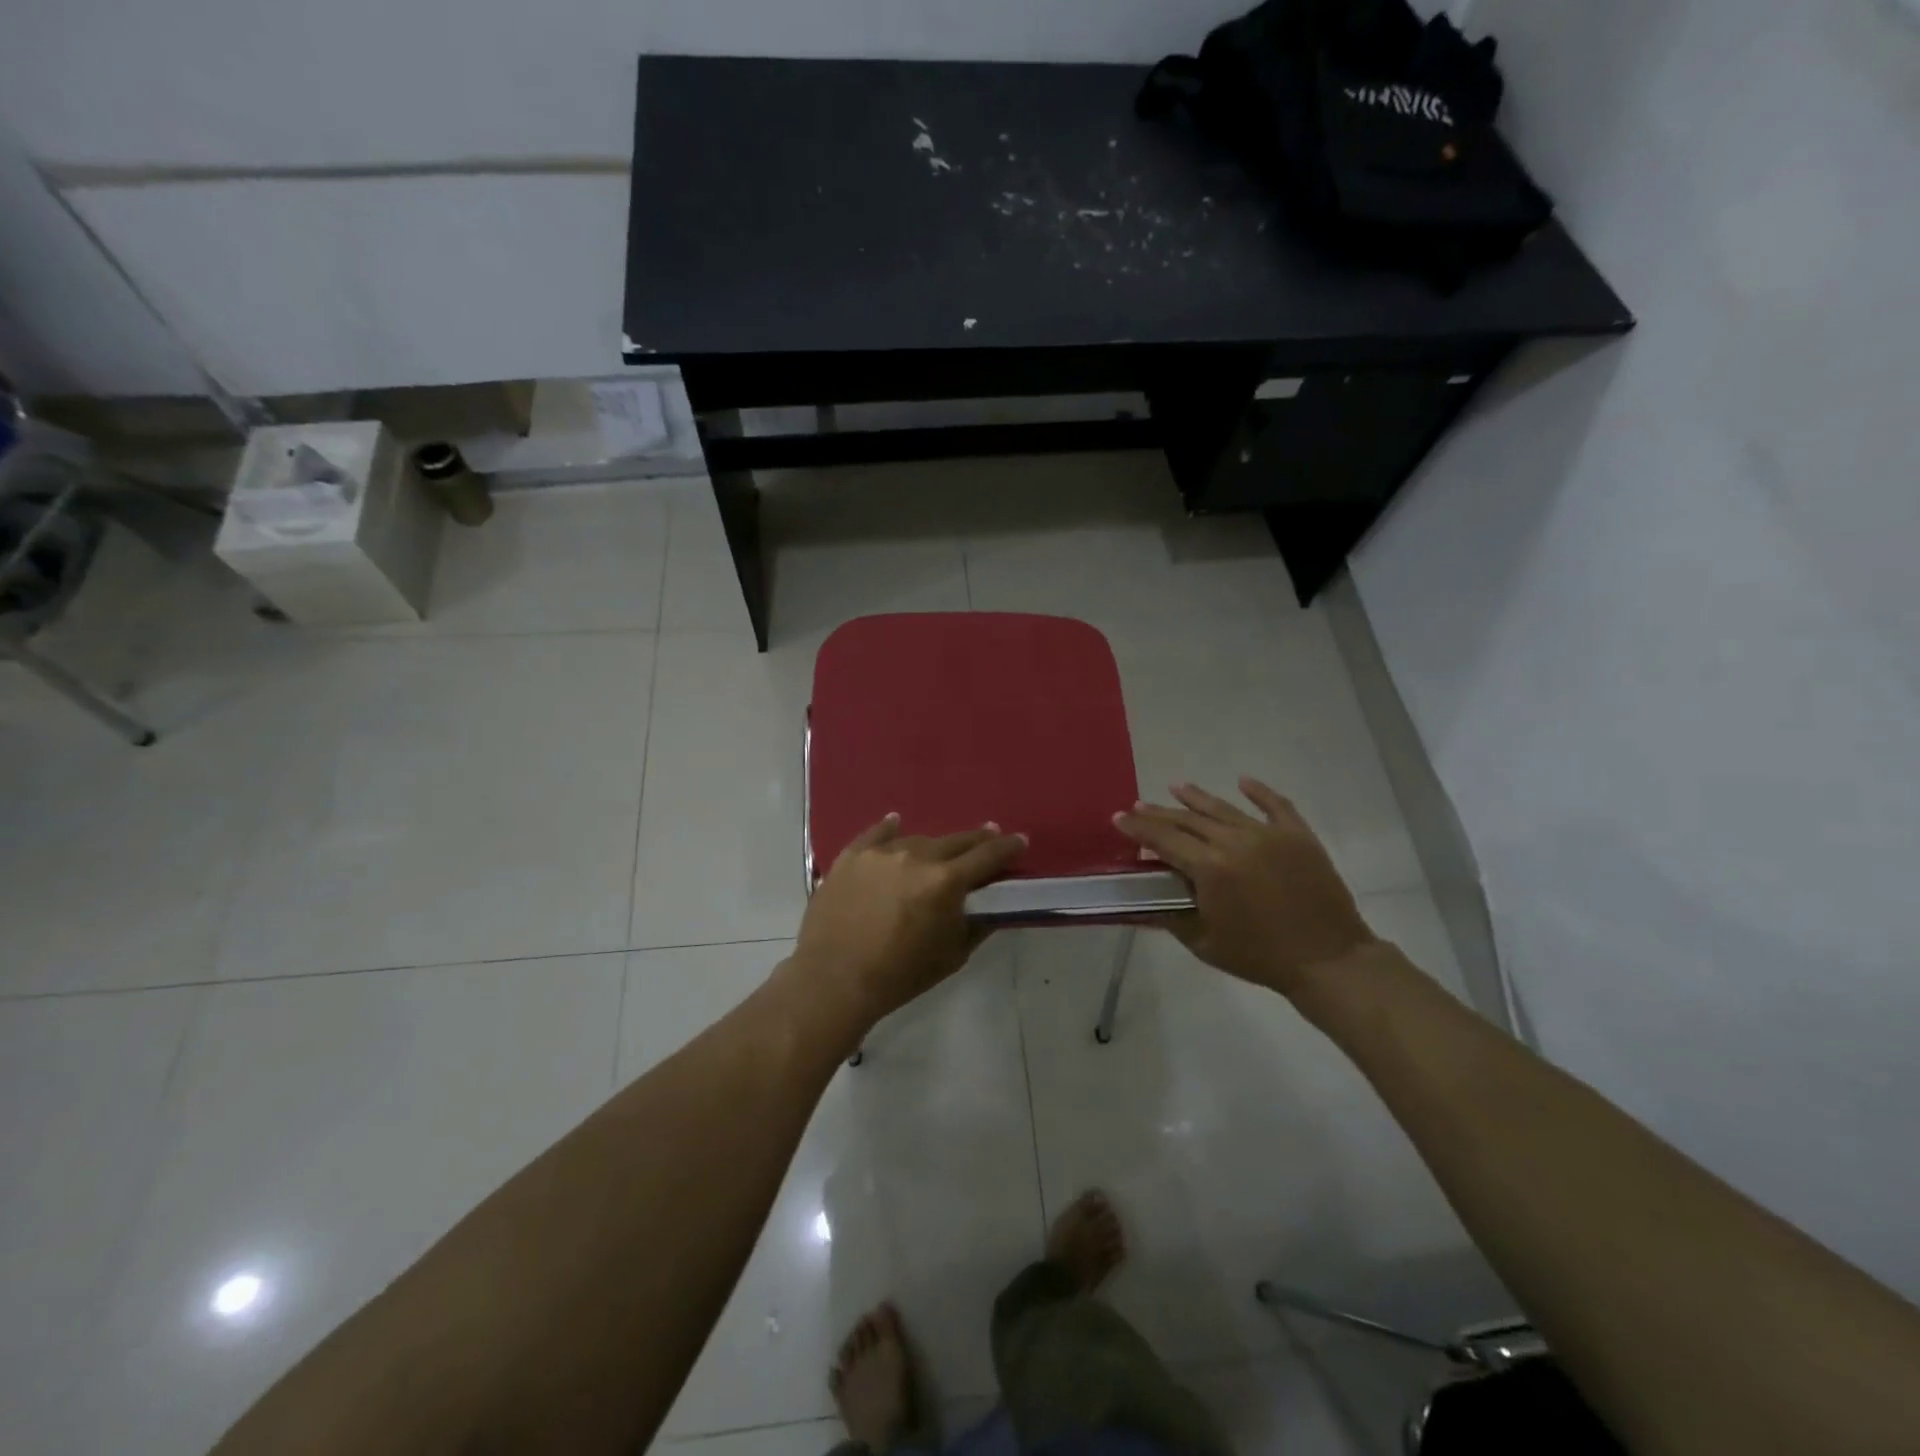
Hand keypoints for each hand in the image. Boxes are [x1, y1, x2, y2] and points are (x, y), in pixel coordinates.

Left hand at [787, 816, 1027, 1027]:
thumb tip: (992, 906)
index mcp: (946, 881)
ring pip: (917, 840)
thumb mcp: (952, 956)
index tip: (1020, 841)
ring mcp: (880, 852)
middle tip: (988, 839)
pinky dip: (889, 829)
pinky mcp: (851, 855)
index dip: (1007, 848)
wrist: (834, 979)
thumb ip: (977, 924)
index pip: (987, 856)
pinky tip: (896, 822)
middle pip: (955, 841)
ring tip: (939, 852)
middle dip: (976, 841)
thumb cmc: (900, 974)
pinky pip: (876, 834)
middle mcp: (916, 856)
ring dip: (933, 846)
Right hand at [1114, 779, 1377, 1000]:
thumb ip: (1173, 915)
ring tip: (1177, 786)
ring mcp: (1269, 834)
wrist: (1328, 960)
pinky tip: (1243, 781)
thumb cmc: (1261, 957)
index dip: (1138, 828)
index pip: (1164, 839)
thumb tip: (1148, 897)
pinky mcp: (1298, 836)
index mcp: (1210, 868)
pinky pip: (1275, 805)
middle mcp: (1235, 842)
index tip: (1119, 817)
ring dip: (1197, 797)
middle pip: (1189, 820)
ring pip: (1224, 808)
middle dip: (1160, 812)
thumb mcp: (1205, 944)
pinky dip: (1259, 791)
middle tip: (1140, 806)